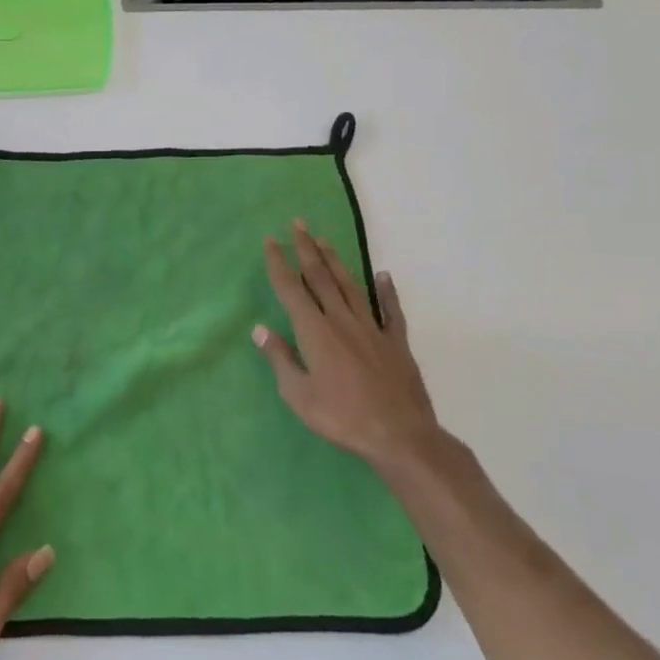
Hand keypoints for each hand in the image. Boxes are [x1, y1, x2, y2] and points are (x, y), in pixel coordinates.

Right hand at [254, 221, 437, 477]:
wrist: (400, 435)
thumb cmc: (342, 418)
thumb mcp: (299, 395)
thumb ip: (280, 359)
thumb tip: (260, 329)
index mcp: (315, 332)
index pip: (291, 289)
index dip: (278, 263)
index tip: (270, 241)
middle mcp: (341, 321)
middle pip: (320, 277)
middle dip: (306, 249)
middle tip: (298, 223)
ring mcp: (372, 329)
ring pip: (350, 286)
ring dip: (336, 261)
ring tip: (325, 241)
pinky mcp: (396, 342)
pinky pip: (390, 310)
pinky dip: (387, 291)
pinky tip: (384, 276)